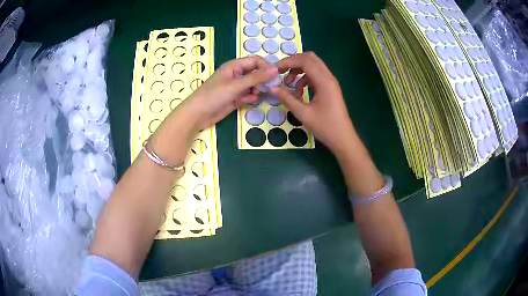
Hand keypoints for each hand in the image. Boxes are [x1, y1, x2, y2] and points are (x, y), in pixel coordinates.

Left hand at [179, 56, 277, 132]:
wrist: (197, 115)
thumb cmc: (214, 96)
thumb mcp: (236, 85)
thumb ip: (256, 78)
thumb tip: (275, 69)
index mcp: (234, 66)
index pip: (255, 61)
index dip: (266, 66)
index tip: (276, 76)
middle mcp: (236, 74)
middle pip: (255, 72)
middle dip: (264, 78)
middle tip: (273, 87)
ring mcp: (235, 87)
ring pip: (253, 84)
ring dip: (259, 88)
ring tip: (261, 94)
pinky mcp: (235, 98)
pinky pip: (248, 95)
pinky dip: (251, 97)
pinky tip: (250, 100)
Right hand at [272, 52, 356, 156]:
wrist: (343, 138)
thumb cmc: (325, 127)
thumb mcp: (303, 114)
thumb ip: (287, 99)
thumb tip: (272, 88)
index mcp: (324, 81)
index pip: (305, 60)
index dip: (288, 61)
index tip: (275, 70)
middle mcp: (328, 77)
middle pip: (310, 58)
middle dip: (293, 62)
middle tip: (281, 72)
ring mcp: (330, 82)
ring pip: (313, 66)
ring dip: (299, 71)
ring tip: (289, 85)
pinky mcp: (330, 88)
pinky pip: (315, 76)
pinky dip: (304, 79)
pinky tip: (298, 93)